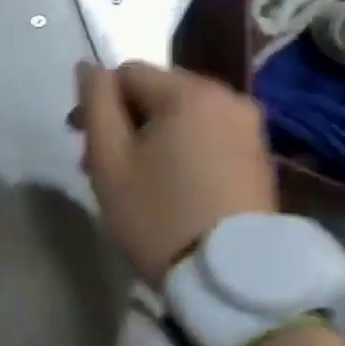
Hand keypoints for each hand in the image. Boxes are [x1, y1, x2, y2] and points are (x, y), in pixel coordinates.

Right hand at [73, 60, 278, 284]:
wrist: (230, 279)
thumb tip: (88, 66)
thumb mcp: (110, 160)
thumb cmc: (158, 215)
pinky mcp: (258, 155)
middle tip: (105, 167)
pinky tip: (171, 186)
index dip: (99, 104)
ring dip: (152, 136)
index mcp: (189, 92)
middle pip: (157, 92)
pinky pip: (207, 135)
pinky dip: (182, 149)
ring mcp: (249, 127)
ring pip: (182, 115)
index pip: (127, 73)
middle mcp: (227, 97)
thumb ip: (95, 103)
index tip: (85, 146)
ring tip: (137, 180)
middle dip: (125, 121)